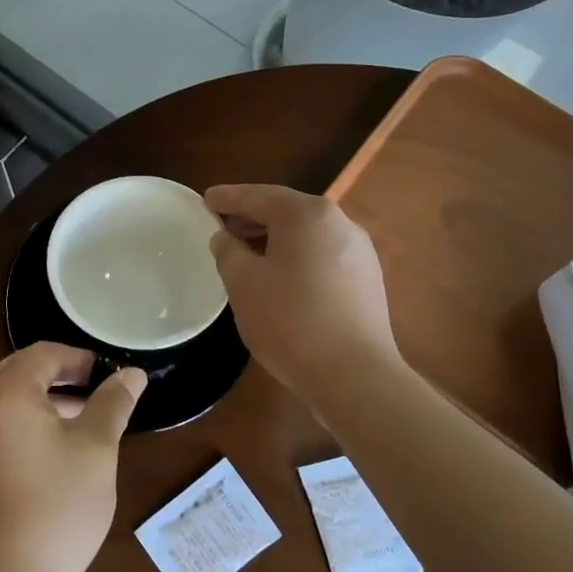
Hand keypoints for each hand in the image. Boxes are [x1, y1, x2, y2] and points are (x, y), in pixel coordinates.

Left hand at [0, 343, 146, 571]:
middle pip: (21, 370)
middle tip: (98, 392)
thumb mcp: (96, 450)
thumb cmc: (58, 507)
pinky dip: (26, 419)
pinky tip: (55, 445)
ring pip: (8, 395)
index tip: (109, 375)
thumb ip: (113, 403)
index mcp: (6, 392)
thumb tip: (132, 373)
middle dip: (61, 375)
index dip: (79, 358)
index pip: (44, 354)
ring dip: (45, 398)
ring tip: (84, 419)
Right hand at [206, 183, 398, 404]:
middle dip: (252, 217)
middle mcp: (339, 223)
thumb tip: (225, 237)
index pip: (258, 196)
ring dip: (274, 239)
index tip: (206, 199)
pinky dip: (296, 257)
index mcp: (307, 214)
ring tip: (246, 254)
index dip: (228, 198)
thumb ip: (228, 251)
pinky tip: (280, 278)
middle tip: (222, 227)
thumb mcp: (243, 283)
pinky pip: (322, 255)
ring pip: (306, 234)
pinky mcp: (367, 279)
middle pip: (286, 211)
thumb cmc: (290, 321)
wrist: (354, 375)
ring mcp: (359, 251)